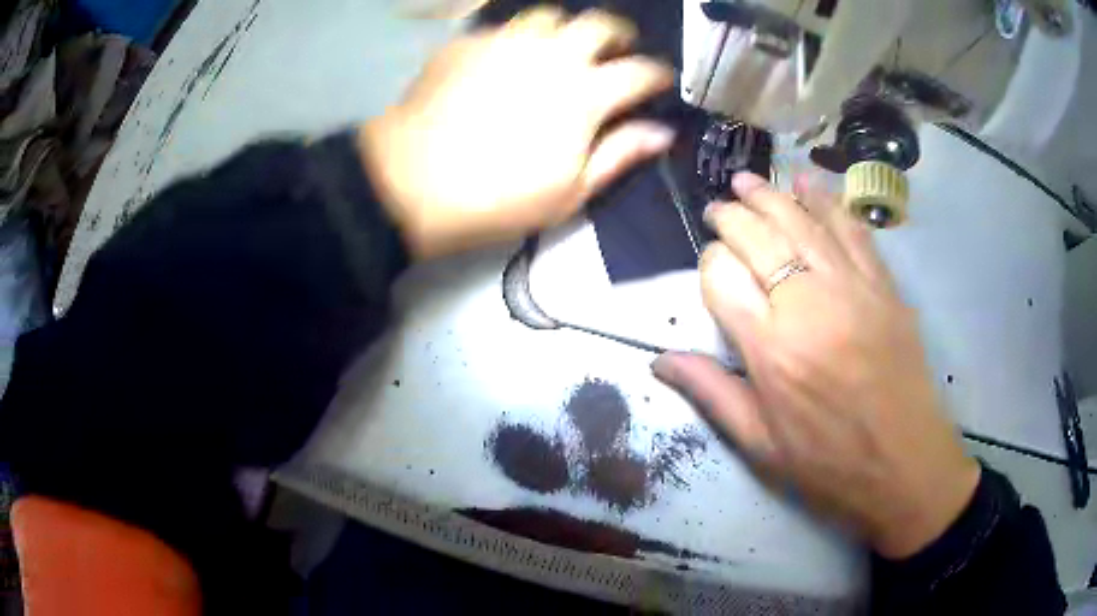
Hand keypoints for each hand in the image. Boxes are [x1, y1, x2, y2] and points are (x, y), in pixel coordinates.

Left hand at [359, 7, 674, 257]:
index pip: (640, 71)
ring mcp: (507, 42)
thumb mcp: (570, 192)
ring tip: (563, 46)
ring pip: (551, 15)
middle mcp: (552, 54)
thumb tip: (662, 132)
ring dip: (567, 28)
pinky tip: (510, 57)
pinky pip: (504, 27)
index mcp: (585, 93)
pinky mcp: (469, 42)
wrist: (412, 183)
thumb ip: (620, 154)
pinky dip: (519, 37)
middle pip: (600, 24)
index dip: (658, 74)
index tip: (659, 81)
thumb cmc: (498, 198)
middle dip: (620, 33)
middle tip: (617, 49)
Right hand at [653, 173, 979, 558]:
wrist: (904, 464)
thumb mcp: (760, 443)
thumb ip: (711, 392)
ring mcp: (851, 287)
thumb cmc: (828, 462)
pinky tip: (807, 181)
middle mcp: (807, 304)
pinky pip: (851, 229)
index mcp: (770, 348)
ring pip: (801, 221)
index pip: (722, 277)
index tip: (710, 268)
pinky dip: (826, 200)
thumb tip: (659, 359)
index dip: (709, 263)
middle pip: (758, 237)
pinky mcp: (883, 285)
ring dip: (769, 195)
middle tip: (718, 208)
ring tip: (746, 181)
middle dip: (731, 216)